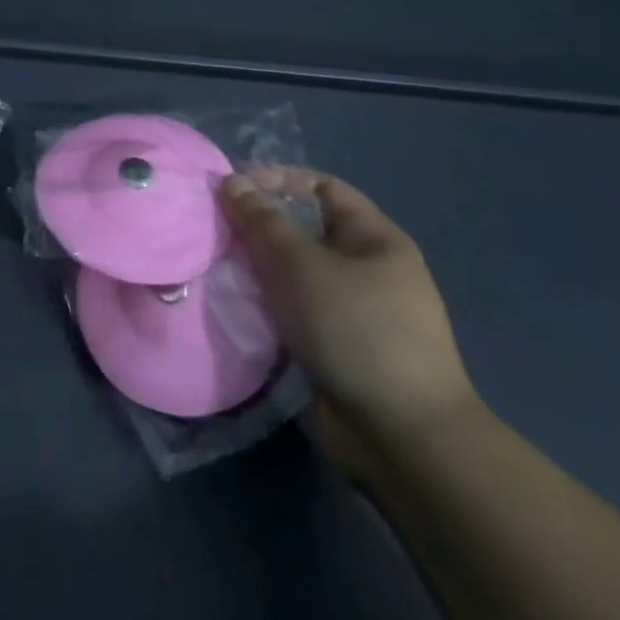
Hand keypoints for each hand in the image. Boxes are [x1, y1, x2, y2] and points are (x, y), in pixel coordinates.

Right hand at [220, 168, 482, 476]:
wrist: (403, 440)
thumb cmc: (356, 330)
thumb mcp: (301, 264)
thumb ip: (262, 220)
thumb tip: (232, 181)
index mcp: (375, 239)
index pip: (321, 187)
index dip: (278, 179)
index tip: (232, 187)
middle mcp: (368, 269)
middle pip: (305, 230)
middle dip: (259, 226)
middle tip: (216, 228)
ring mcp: (354, 312)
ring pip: (295, 273)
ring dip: (258, 268)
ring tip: (217, 265)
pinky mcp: (337, 349)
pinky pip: (294, 311)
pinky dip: (266, 305)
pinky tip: (236, 304)